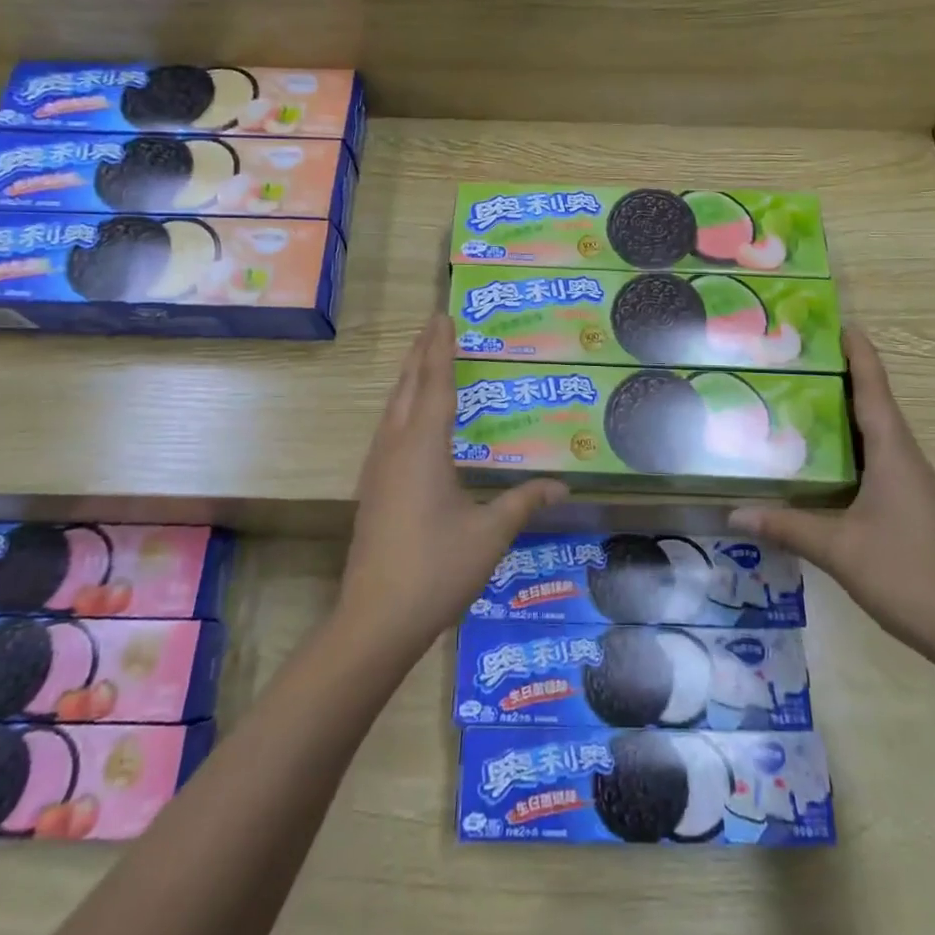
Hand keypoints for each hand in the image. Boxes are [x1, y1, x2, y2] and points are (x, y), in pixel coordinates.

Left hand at [337, 316, 567, 662]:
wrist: (375, 619)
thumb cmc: (437, 569)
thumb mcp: (490, 534)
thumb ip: (524, 502)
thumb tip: (562, 485)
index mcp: (423, 447)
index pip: (436, 384)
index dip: (441, 348)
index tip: (443, 315)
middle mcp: (396, 447)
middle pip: (408, 386)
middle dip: (421, 352)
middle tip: (434, 324)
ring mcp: (378, 468)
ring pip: (392, 407)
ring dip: (408, 378)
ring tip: (422, 358)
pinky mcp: (372, 488)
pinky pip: (387, 429)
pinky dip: (402, 406)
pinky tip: (410, 419)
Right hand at [730, 328, 934, 662]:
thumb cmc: (906, 574)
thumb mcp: (838, 549)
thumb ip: (786, 526)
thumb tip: (732, 511)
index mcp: (893, 453)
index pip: (874, 389)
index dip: (858, 354)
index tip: (838, 322)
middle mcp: (904, 458)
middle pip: (873, 403)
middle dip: (842, 374)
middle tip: (798, 356)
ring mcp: (908, 482)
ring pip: (873, 432)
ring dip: (844, 409)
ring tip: (800, 394)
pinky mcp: (905, 503)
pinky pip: (873, 457)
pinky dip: (846, 443)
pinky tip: (818, 454)